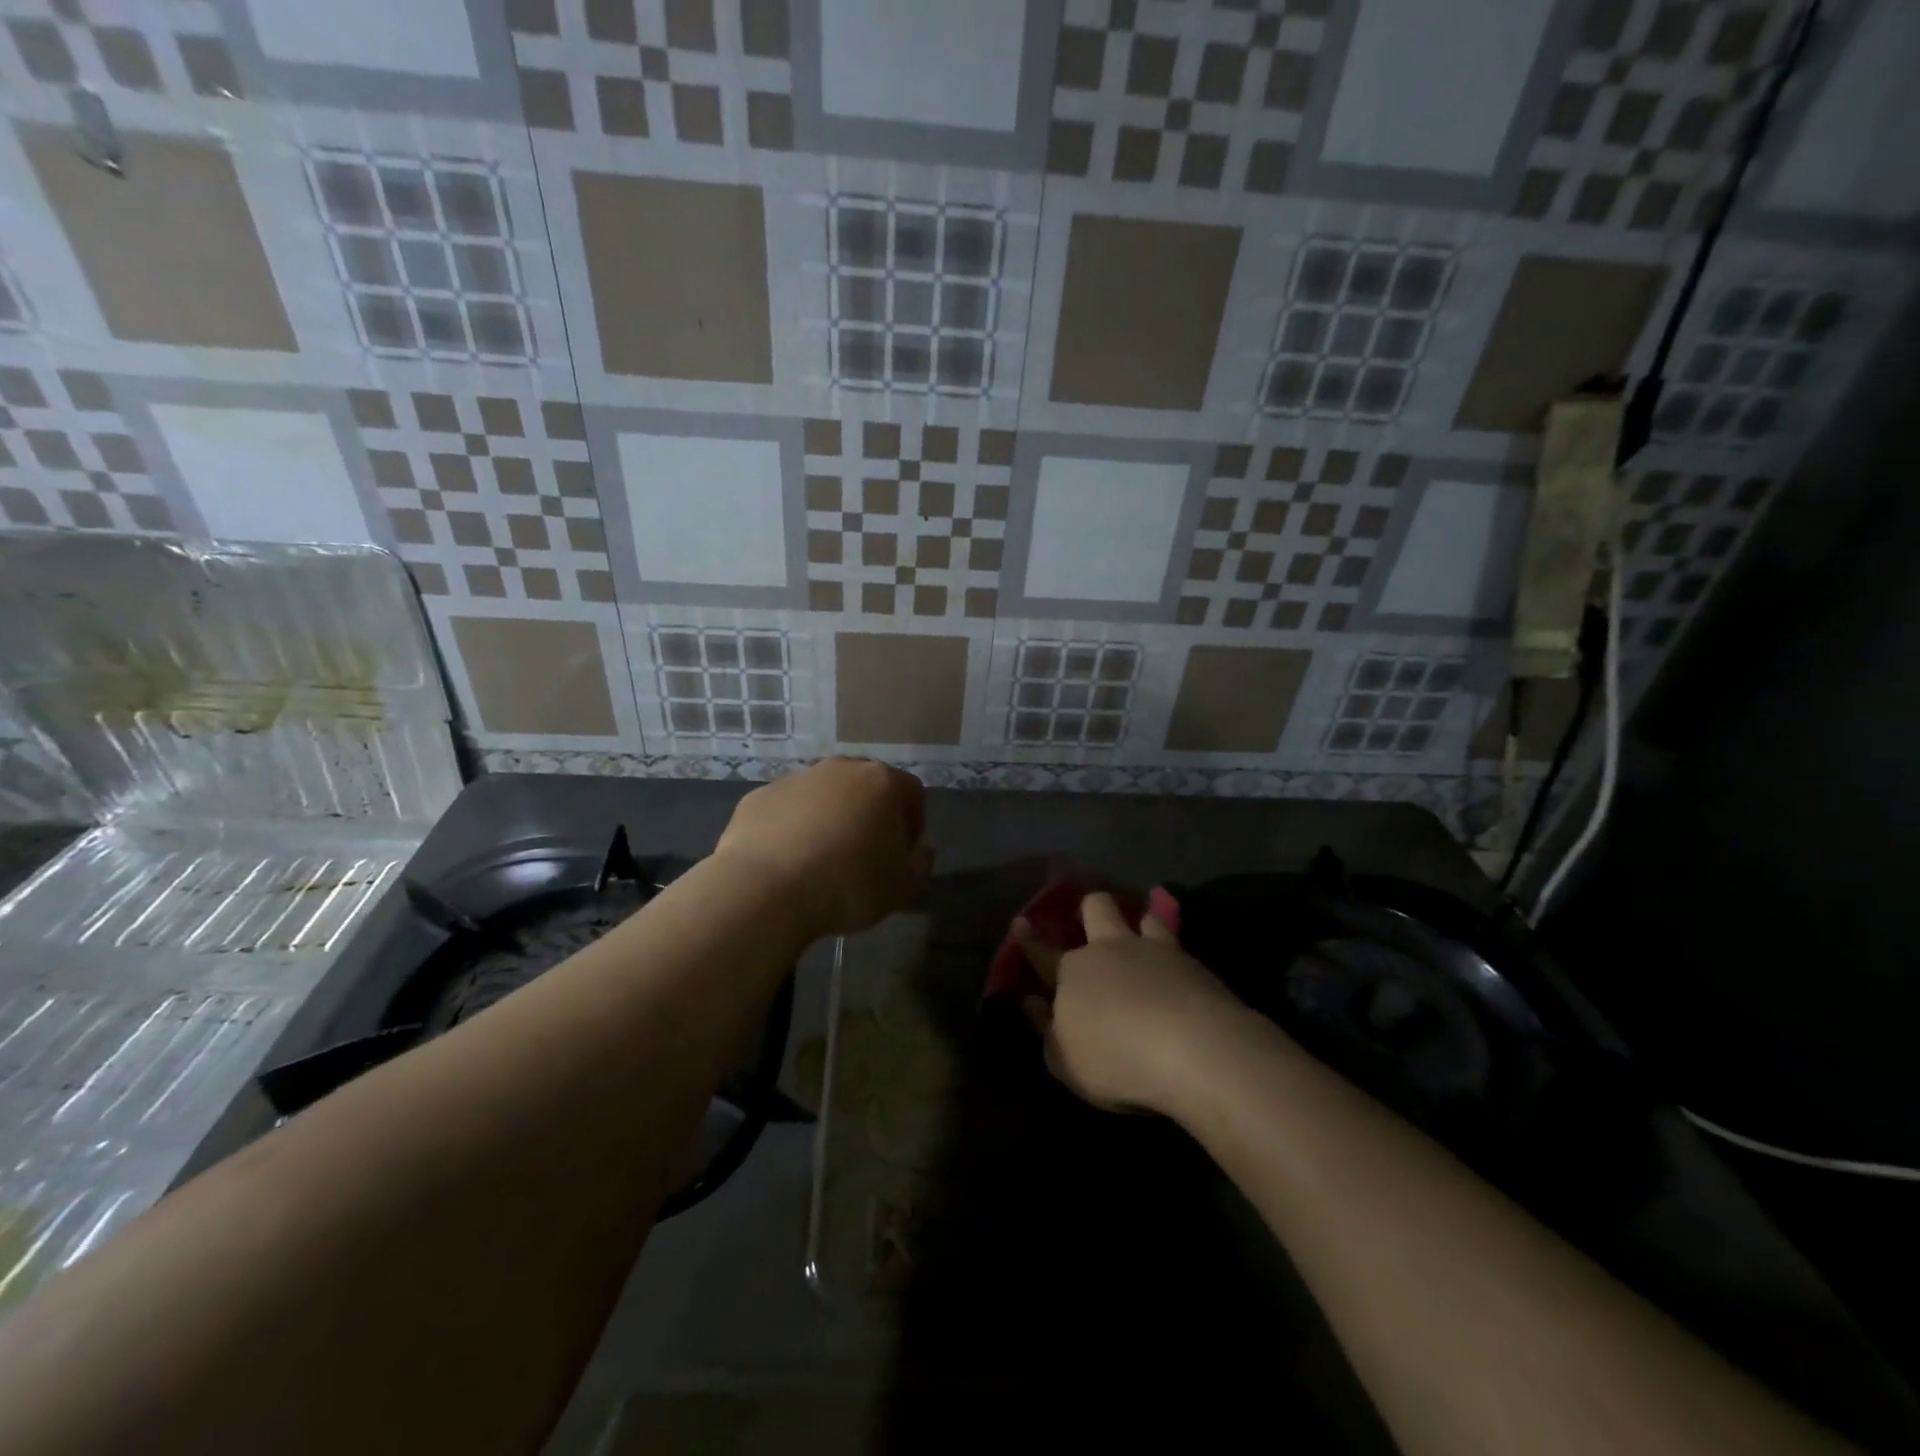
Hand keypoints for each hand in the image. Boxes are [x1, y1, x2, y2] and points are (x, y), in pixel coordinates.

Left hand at [715, 759, 931, 937]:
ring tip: (822, 860)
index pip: (912, 793)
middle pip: (866, 786)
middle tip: (864, 854)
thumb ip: (921, 862)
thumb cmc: (848, 884)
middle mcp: (840, 768)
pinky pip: (787, 810)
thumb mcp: (904, 886)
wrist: (766, 889)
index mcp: (882, 782)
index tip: (903, 854)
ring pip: (824, 795)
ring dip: (829, 818)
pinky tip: (787, 862)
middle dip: (869, 815)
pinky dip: (792, 828)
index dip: (913, 823)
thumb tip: (919, 848)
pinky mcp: (759, 796)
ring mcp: (796, 778)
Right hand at [1014, 892, 1251, 1114]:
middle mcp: (1109, 949)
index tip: (1021, 922)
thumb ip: (1047, 1029)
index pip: (1043, 953)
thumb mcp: (1065, 1061)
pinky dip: (1173, 954)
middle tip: (1091, 919)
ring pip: (1143, 918)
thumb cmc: (1115, 1059)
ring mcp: (1154, 951)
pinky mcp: (1192, 963)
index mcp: (1072, 972)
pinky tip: (1179, 970)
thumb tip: (1032, 1002)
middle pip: (1096, 908)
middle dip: (1089, 909)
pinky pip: (1178, 945)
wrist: (1192, 1048)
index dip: (1029, 940)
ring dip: (1139, 924)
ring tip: (1143, 936)